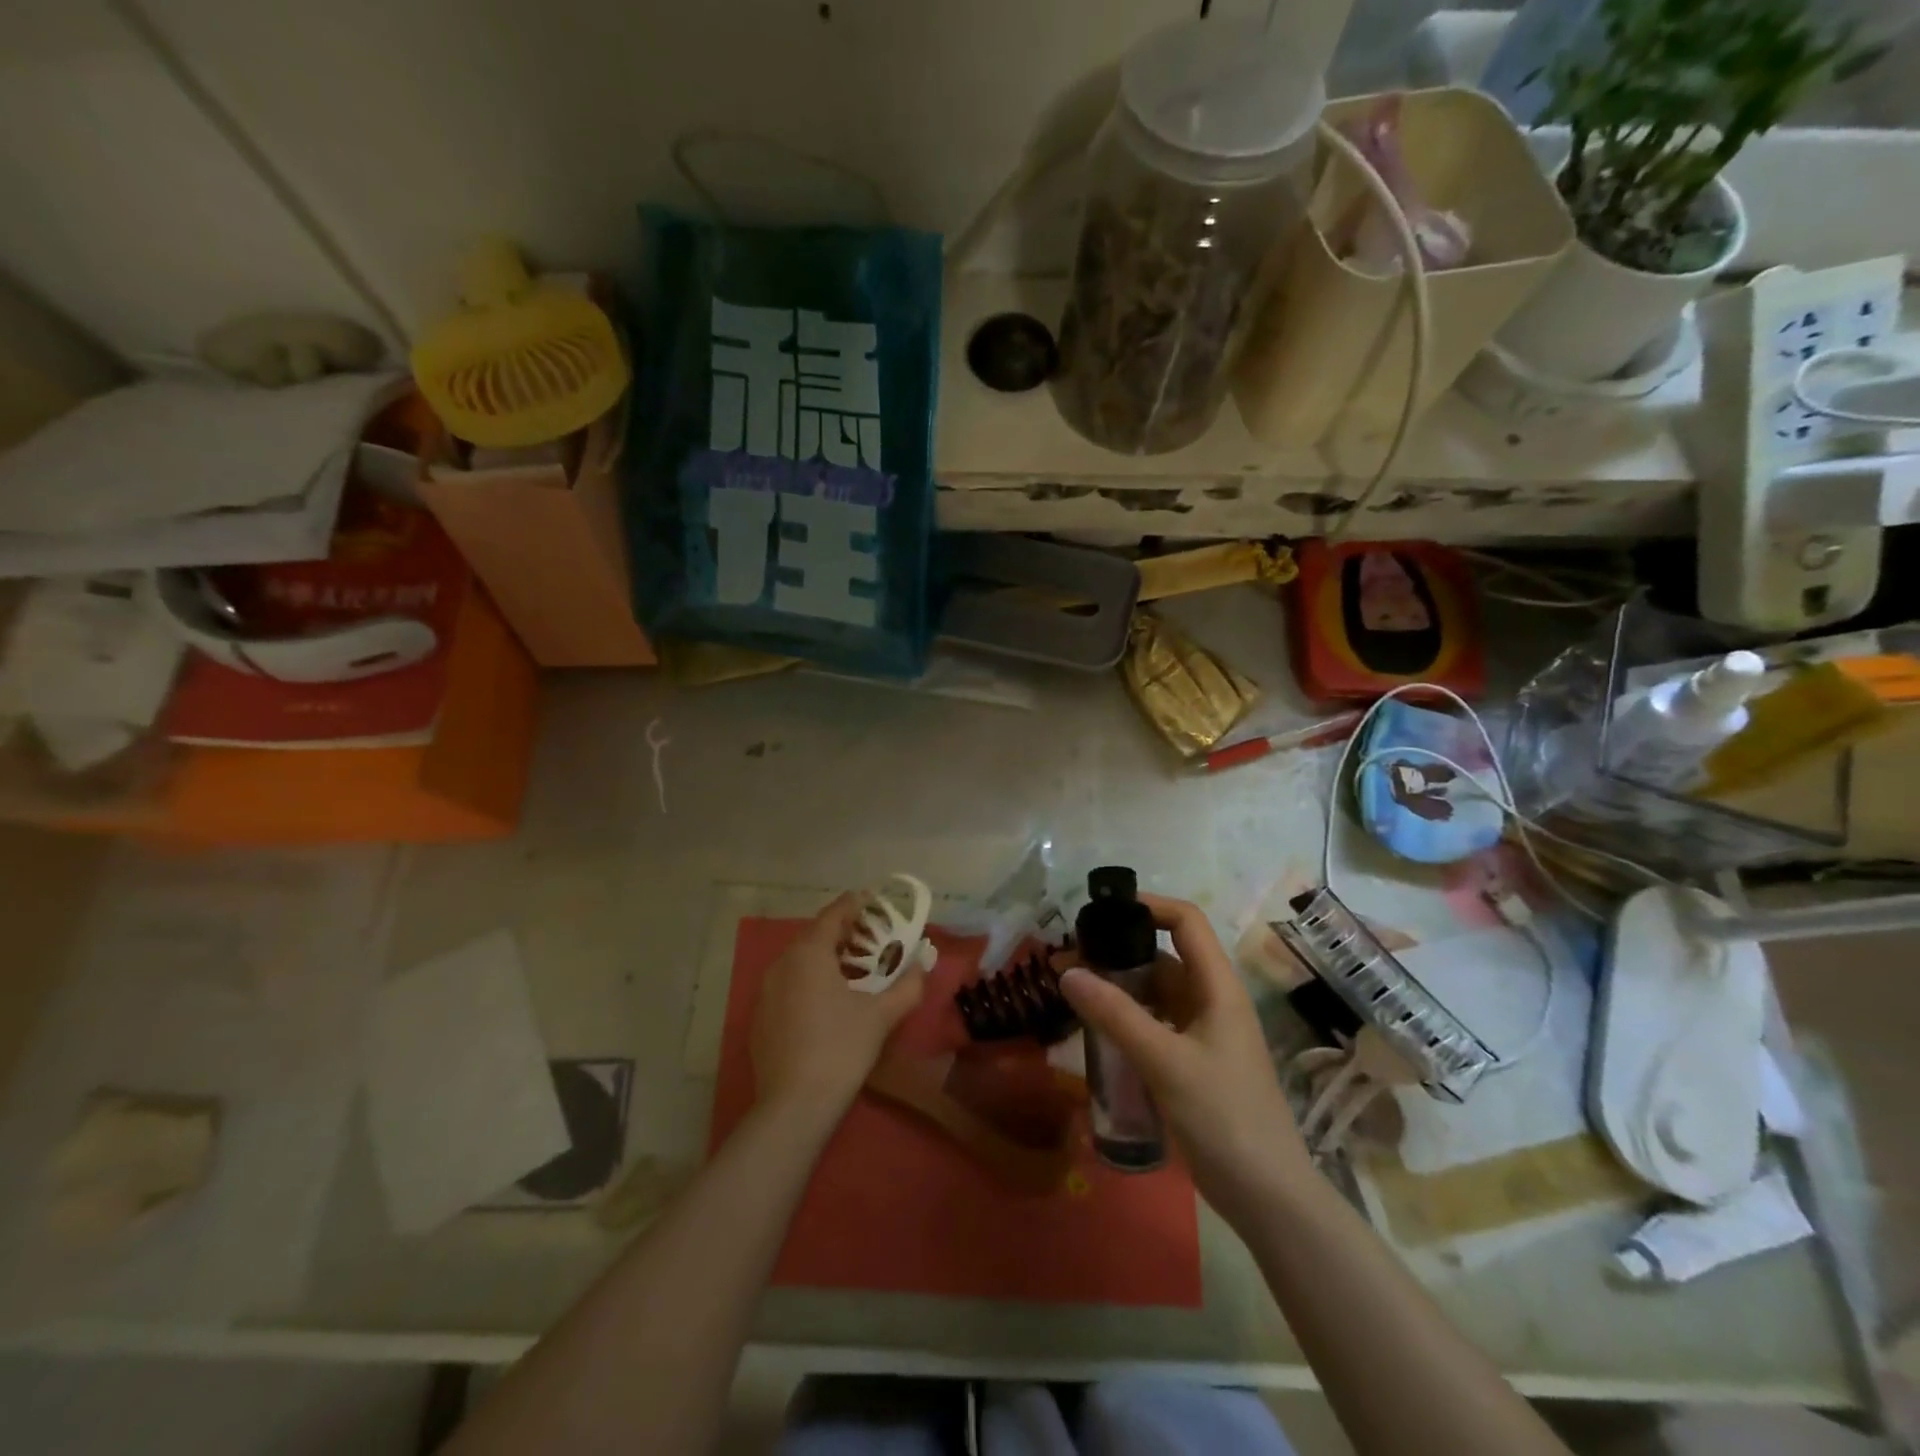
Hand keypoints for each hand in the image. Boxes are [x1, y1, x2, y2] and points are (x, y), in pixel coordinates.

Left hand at [751, 893, 926, 1125]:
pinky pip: (788, 984)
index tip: (874, 900)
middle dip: (843, 931)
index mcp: (809, 954)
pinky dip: (809, 979)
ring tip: (853, 966)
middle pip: (814, 935)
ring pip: (799, 960)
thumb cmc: (841, 1050)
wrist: (794, 1106)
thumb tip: (924, 964)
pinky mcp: (760, 1017)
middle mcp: (782, 964)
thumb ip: (907, 985)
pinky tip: (827, 1000)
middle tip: (870, 935)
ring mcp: (766, 992)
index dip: (855, 904)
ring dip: (826, 956)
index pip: (833, 915)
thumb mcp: (881, 1016)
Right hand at [1058, 894, 1311, 1225]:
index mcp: (1218, 988)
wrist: (1269, 1198)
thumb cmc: (1224, 1118)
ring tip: (1073, 992)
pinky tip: (1097, 1031)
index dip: (1148, 906)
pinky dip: (1127, 1019)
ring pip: (1156, 993)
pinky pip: (1156, 1025)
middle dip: (1118, 952)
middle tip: (1069, 961)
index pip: (1187, 922)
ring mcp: (1204, 1033)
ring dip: (1118, 988)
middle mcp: (1213, 1001)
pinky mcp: (1195, 1063)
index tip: (1102, 911)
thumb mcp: (1165, 1062)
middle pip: (1164, 956)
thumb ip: (1115, 1015)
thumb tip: (1067, 973)